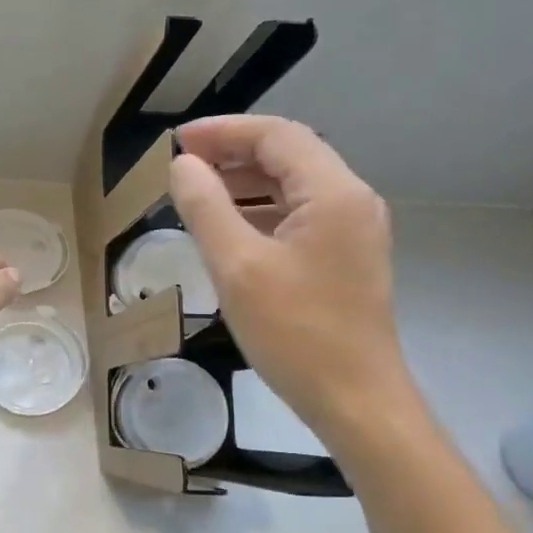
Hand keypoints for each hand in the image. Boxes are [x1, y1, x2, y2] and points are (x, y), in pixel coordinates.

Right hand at [168, 115, 407, 428]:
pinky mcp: (345, 257)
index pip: (276, 136)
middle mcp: (351, 201)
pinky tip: (228, 228)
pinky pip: (299, 214)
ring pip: (293, 184)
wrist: (356, 401)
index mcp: (333, 193)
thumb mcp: (237, 266)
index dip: (223, 131)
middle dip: (233, 152)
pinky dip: (260, 209)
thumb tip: (183, 166)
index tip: (177, 142)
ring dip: (245, 181)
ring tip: (197, 192)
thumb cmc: (295, 333)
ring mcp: (353, 230)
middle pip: (288, 154)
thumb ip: (205, 207)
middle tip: (182, 166)